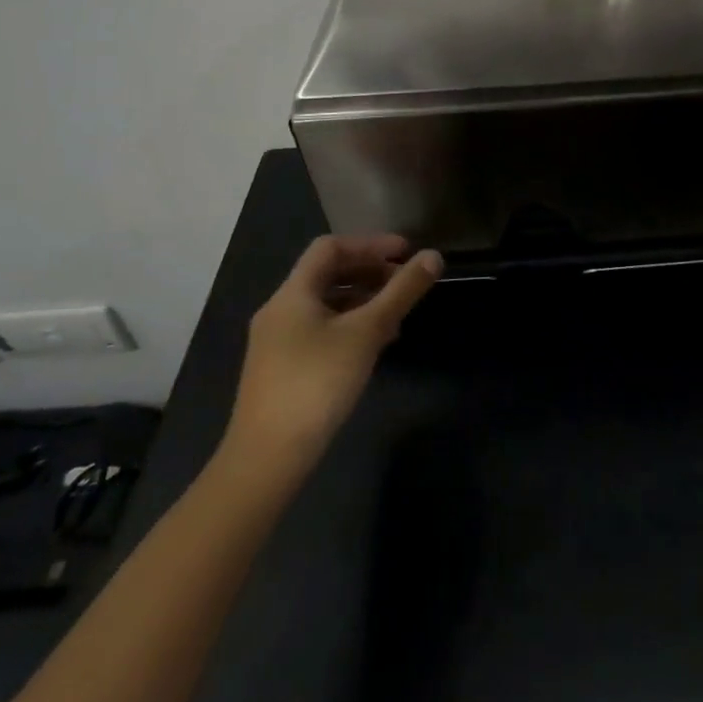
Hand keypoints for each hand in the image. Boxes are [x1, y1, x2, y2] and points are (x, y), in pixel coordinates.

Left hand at [221, 235, 441, 473]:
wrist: (268, 457)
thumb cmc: (317, 383)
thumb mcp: (367, 332)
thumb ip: (402, 292)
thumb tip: (434, 256)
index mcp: (292, 294)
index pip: (330, 248)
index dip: (370, 244)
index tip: (406, 253)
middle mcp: (280, 310)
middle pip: (327, 274)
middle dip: (369, 272)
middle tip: (406, 283)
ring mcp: (277, 342)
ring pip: (325, 304)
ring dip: (362, 300)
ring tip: (397, 316)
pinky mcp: (282, 369)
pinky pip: (320, 329)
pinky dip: (349, 325)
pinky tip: (373, 346)